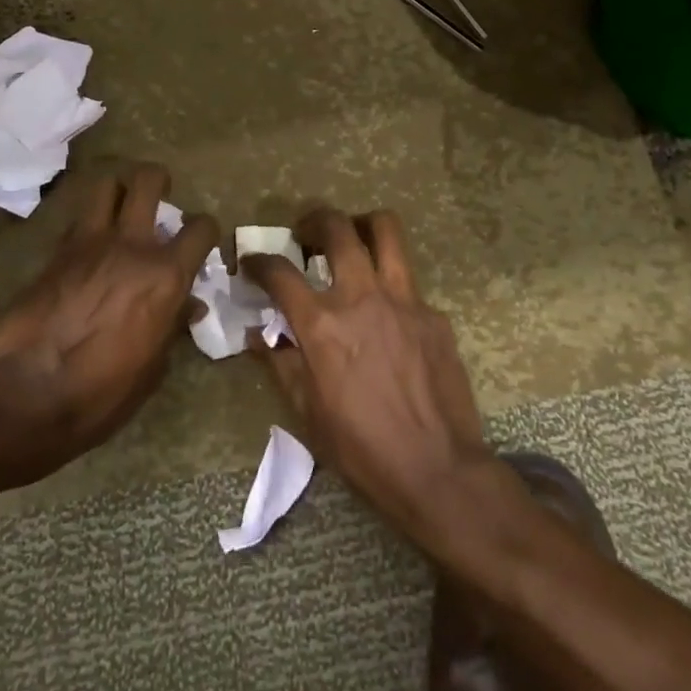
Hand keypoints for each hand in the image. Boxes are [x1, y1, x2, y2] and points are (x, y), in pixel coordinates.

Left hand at [0, 163, 217, 461]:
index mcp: (166, 276)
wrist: (31, 392)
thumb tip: (187, 306)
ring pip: (106, 186)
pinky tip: (87, 244)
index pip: (201, 228)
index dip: (206, 229)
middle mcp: (131, 246)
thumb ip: (172, 325)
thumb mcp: (153, 366)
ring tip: (119, 207)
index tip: (200, 238)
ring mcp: (89, 243)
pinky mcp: (55, 252)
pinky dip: (87, 224)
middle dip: (157, 179)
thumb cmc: (104, 391)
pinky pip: (77, 221)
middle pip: (147, 181)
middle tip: (159, 192)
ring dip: (117, 191)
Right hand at [243, 208, 495, 545]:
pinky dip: (390, 284)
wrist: (438, 470)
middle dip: (314, 219)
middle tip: (306, 233)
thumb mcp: (307, 413)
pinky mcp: (434, 314)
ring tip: (352, 239)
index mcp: (322, 324)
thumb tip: (257, 337)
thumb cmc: (362, 448)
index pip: (280, 273)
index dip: (259, 262)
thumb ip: (281, 364)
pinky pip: (409, 282)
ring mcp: (403, 300)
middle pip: (336, 228)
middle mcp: (361, 297)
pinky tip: (388, 314)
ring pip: (385, 229)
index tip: (251, 263)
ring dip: (362, 225)